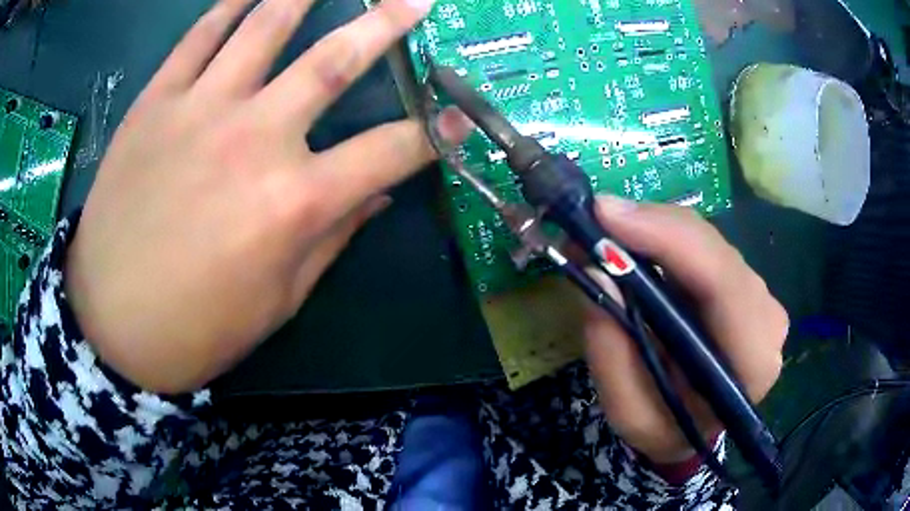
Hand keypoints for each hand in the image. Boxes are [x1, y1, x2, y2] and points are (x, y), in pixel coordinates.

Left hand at [65, 0, 466, 393]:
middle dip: (385, 25)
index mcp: (294, 202)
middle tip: (415, 0)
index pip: (389, 152)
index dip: (433, 134)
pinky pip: (197, 38)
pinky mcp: (154, 103)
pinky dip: (226, 6)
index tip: (459, 116)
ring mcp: (199, 110)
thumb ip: (330, 239)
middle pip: (334, 61)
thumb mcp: (277, 301)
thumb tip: (373, 195)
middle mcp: (255, 137)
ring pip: (264, 27)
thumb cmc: (197, 329)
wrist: (111, 325)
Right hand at [584, 197, 787, 463]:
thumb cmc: (667, 429)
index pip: (721, 282)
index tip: (606, 215)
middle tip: (592, 222)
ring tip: (605, 237)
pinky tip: (635, 245)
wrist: (696, 424)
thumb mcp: (630, 415)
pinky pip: (703, 246)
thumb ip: (613, 354)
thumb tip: (598, 272)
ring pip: (707, 241)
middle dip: (651, 228)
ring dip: (654, 231)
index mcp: (751, 361)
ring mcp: (760, 296)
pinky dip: (665, 239)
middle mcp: (766, 319)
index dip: (667, 238)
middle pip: (714, 251)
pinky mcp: (744, 283)